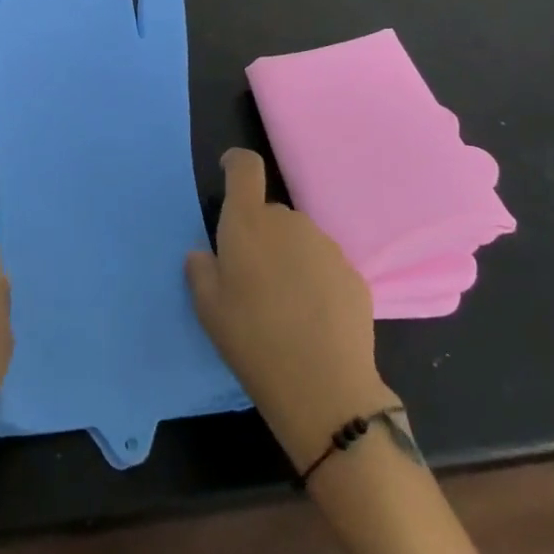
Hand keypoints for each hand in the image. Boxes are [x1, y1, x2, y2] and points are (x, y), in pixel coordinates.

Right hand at [186, 149, 400, 469]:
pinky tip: (311, 318)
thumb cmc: (253, 340)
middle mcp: (289, 222)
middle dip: (259, 235)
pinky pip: (323, 265)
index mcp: (248, 222)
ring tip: (283, 304)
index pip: (245, 167)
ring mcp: (325, 246)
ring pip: (298, 239)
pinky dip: (313, 280)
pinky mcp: (352, 273)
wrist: (325, 388)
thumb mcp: (208, 309)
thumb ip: (201, 270)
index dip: (235, 164)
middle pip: (270, 212)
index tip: (228, 174)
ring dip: (287, 258)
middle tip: (251, 279)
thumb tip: (204, 254)